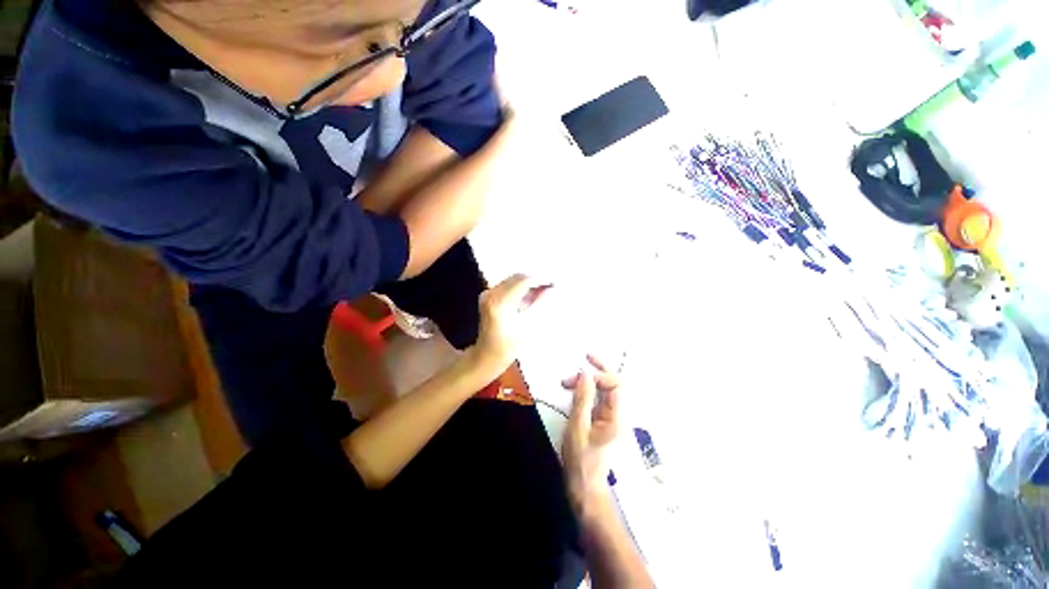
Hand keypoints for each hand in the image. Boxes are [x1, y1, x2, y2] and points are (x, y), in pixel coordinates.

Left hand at [472, 274, 549, 375]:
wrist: (487, 354)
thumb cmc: (509, 345)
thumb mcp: (529, 326)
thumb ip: (540, 304)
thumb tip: (552, 288)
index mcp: (501, 301)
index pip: (524, 280)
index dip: (540, 279)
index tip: (554, 282)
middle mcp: (492, 292)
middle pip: (517, 277)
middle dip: (534, 280)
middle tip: (550, 287)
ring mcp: (488, 293)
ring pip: (513, 279)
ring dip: (527, 283)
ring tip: (541, 293)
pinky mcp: (488, 295)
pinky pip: (507, 285)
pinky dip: (519, 288)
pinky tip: (529, 297)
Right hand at [562, 355, 621, 514]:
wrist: (585, 487)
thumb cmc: (581, 460)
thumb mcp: (578, 427)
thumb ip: (582, 399)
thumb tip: (585, 373)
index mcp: (617, 417)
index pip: (616, 385)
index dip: (600, 376)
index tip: (579, 378)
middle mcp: (619, 414)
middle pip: (614, 384)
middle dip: (600, 370)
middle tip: (585, 357)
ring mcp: (612, 417)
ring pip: (606, 390)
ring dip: (591, 380)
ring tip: (569, 380)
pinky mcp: (604, 420)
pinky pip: (599, 398)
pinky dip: (587, 390)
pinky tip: (575, 389)